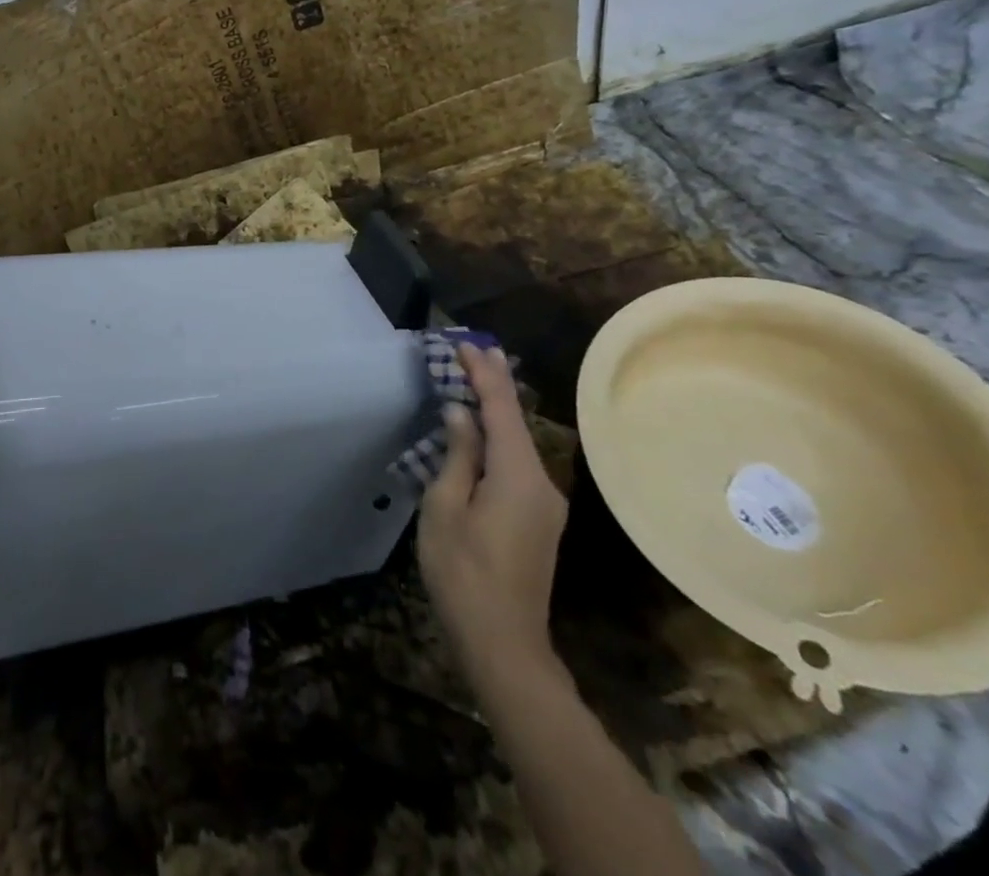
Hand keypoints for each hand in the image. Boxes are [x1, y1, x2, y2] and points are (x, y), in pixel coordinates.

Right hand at [417, 342, 567, 675]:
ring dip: (496, 410)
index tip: (465, 344)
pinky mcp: (538, 519)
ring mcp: (544, 503)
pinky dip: (499, 436)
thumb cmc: (463, 572)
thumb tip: (460, 413)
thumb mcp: (445, 507)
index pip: (501, 410)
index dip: (483, 374)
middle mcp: (541, 483)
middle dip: (495, 384)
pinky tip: (482, 429)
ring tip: (476, 378)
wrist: (503, 644)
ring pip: (518, 442)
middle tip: (477, 349)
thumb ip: (457, 454)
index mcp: (517, 476)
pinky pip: (517, 463)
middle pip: (516, 422)